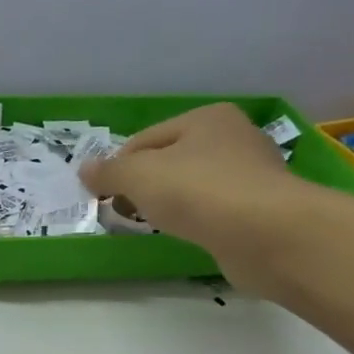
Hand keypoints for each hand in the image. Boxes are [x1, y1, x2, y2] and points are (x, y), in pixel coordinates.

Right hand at [78, 103, 315, 281]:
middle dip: (145, 186)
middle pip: (171, 161)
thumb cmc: (199, 191)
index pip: (145, 140)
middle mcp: (235, 138)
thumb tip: (84, 170)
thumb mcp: (139, 176)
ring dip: (171, 204)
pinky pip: (215, 211)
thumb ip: (108, 172)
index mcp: (207, 118)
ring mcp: (254, 174)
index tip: (103, 197)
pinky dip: (198, 220)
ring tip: (157, 225)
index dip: (118, 167)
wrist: (268, 235)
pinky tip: (191, 235)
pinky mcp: (263, 209)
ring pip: (193, 186)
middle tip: (126, 212)